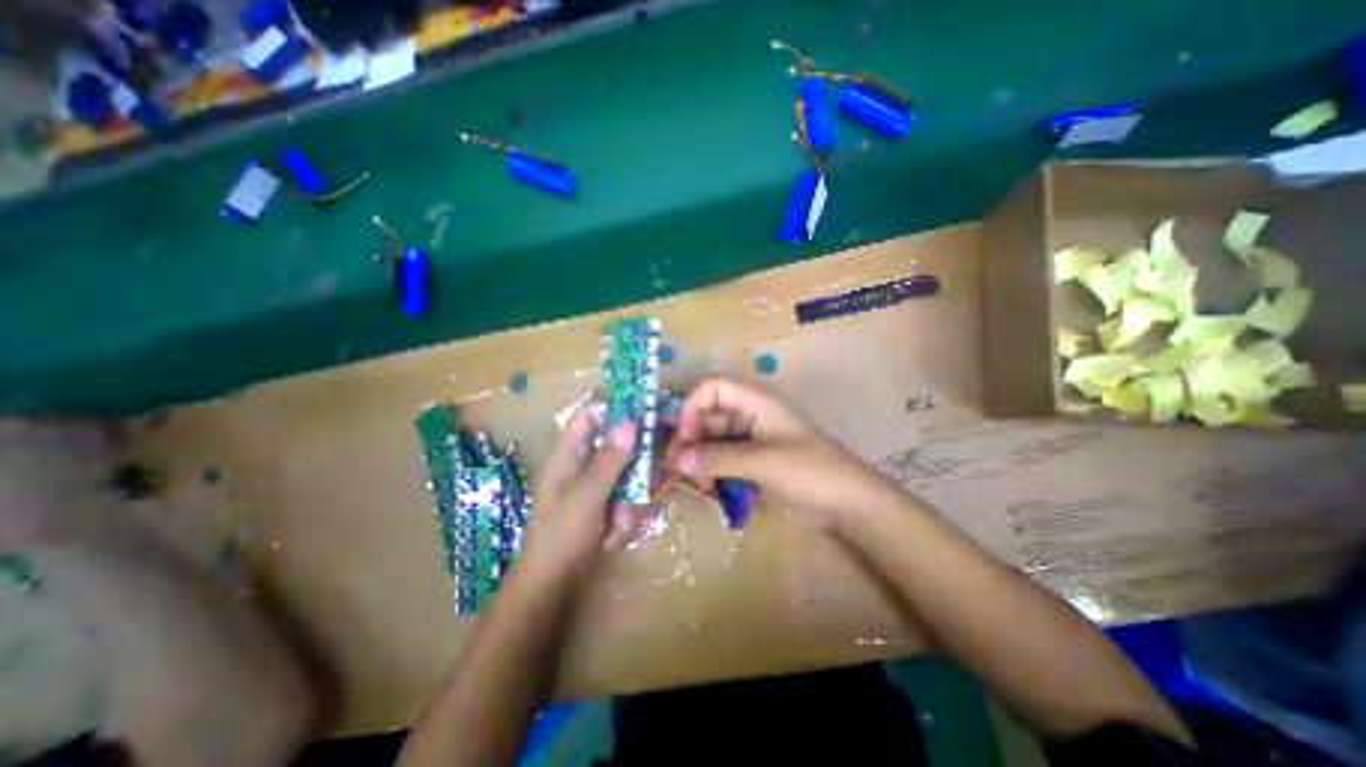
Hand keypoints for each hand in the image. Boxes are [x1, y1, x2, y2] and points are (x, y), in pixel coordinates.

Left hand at [523, 403, 640, 577]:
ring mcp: (596, 484)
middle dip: (634, 460)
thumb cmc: (561, 535)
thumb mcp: (587, 494)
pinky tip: (617, 533)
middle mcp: (583, 463)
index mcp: (568, 453)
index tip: (647, 408)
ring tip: (620, 520)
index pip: (591, 414)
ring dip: (630, 495)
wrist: (552, 587)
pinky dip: (627, 512)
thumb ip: (610, 459)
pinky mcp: (606, 503)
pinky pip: (627, 495)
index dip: (616, 406)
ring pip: (627, 471)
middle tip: (651, 471)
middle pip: (616, 442)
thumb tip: (631, 421)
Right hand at [669, 379, 904, 527]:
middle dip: (691, 439)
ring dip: (701, 458)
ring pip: (714, 439)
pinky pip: (724, 457)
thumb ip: (718, 459)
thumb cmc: (810, 471)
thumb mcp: (762, 462)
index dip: (691, 408)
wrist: (850, 502)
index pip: (711, 388)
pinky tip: (712, 489)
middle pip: (708, 415)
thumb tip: (676, 459)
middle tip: (679, 469)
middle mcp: (750, 414)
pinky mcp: (755, 459)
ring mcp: (753, 437)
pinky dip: (714, 470)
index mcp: (754, 401)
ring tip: (698, 484)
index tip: (683, 440)